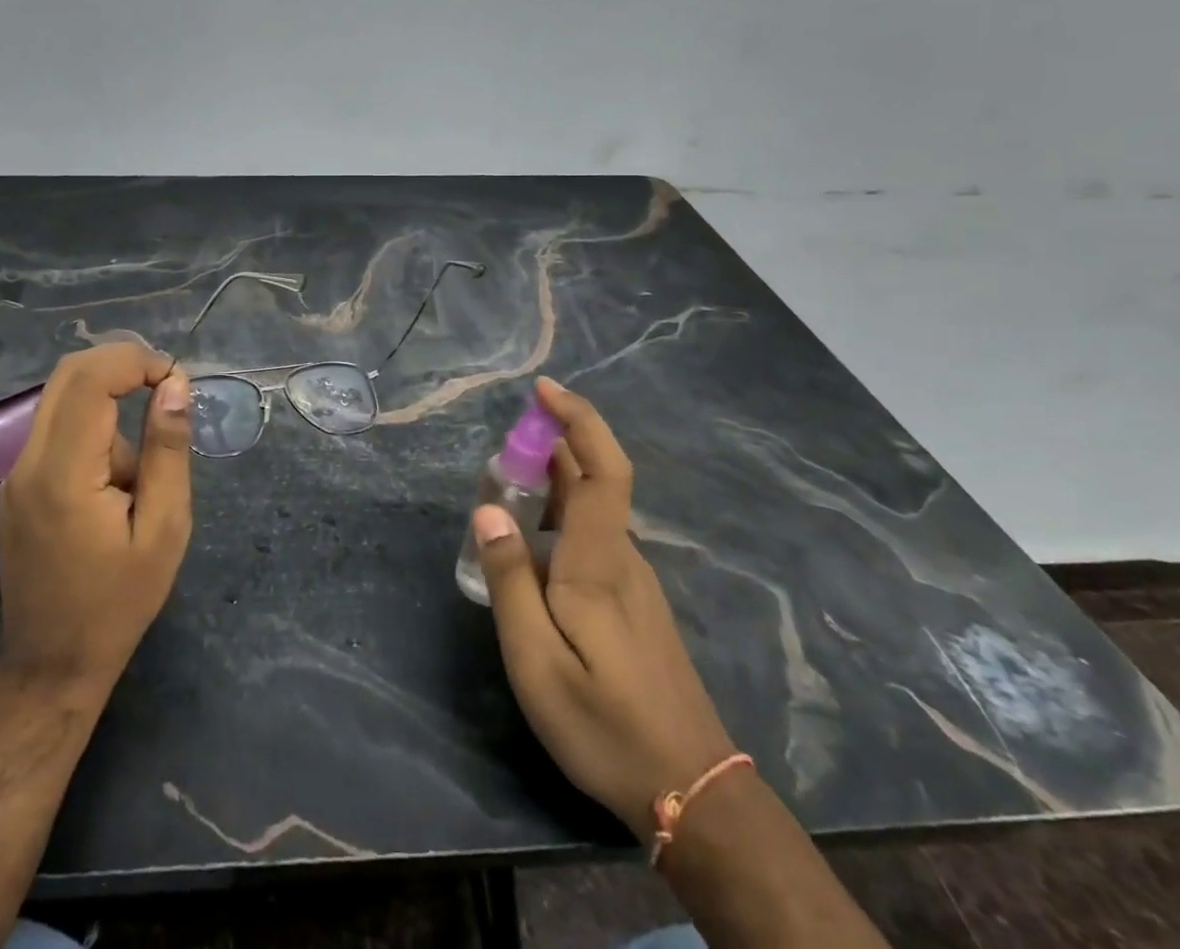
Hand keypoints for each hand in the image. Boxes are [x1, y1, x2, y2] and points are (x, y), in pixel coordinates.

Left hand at [0, 342, 192, 701]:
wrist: (51, 666)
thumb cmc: (118, 603)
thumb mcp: (164, 529)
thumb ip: (167, 451)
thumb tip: (174, 385)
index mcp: (63, 473)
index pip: (90, 379)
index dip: (136, 360)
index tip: (176, 380)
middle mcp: (29, 462)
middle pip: (68, 374)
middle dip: (122, 364)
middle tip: (167, 388)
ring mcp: (17, 473)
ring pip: (63, 398)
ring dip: (111, 405)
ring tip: (140, 479)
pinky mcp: (18, 485)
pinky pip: (57, 429)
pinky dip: (95, 429)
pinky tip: (117, 489)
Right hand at [475, 377, 736, 839]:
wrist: (691, 790)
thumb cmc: (604, 723)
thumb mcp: (535, 660)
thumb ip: (509, 580)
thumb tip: (488, 511)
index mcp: (599, 561)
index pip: (602, 468)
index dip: (578, 418)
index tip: (542, 390)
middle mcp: (621, 557)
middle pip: (593, 480)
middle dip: (548, 448)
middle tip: (498, 453)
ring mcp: (632, 580)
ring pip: (590, 511)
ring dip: (549, 485)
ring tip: (501, 497)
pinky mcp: (631, 602)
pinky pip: (591, 538)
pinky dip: (558, 518)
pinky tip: (530, 549)